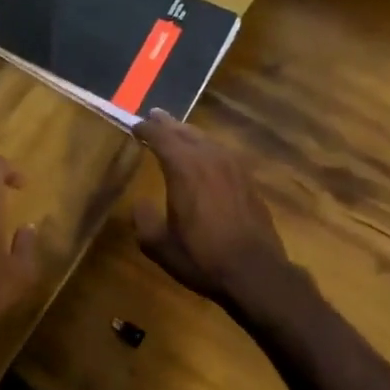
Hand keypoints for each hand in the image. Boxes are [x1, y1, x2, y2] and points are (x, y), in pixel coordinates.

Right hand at [132, 109, 292, 309]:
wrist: (255, 273)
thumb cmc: (202, 258)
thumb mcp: (159, 246)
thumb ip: (143, 220)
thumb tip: (140, 204)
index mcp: (184, 169)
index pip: (161, 137)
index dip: (146, 129)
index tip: (134, 127)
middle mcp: (208, 159)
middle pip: (184, 132)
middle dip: (167, 124)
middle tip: (154, 117)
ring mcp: (232, 166)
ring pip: (206, 139)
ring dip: (188, 133)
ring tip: (177, 131)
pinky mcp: (247, 179)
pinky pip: (222, 152)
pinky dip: (208, 147)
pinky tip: (206, 154)